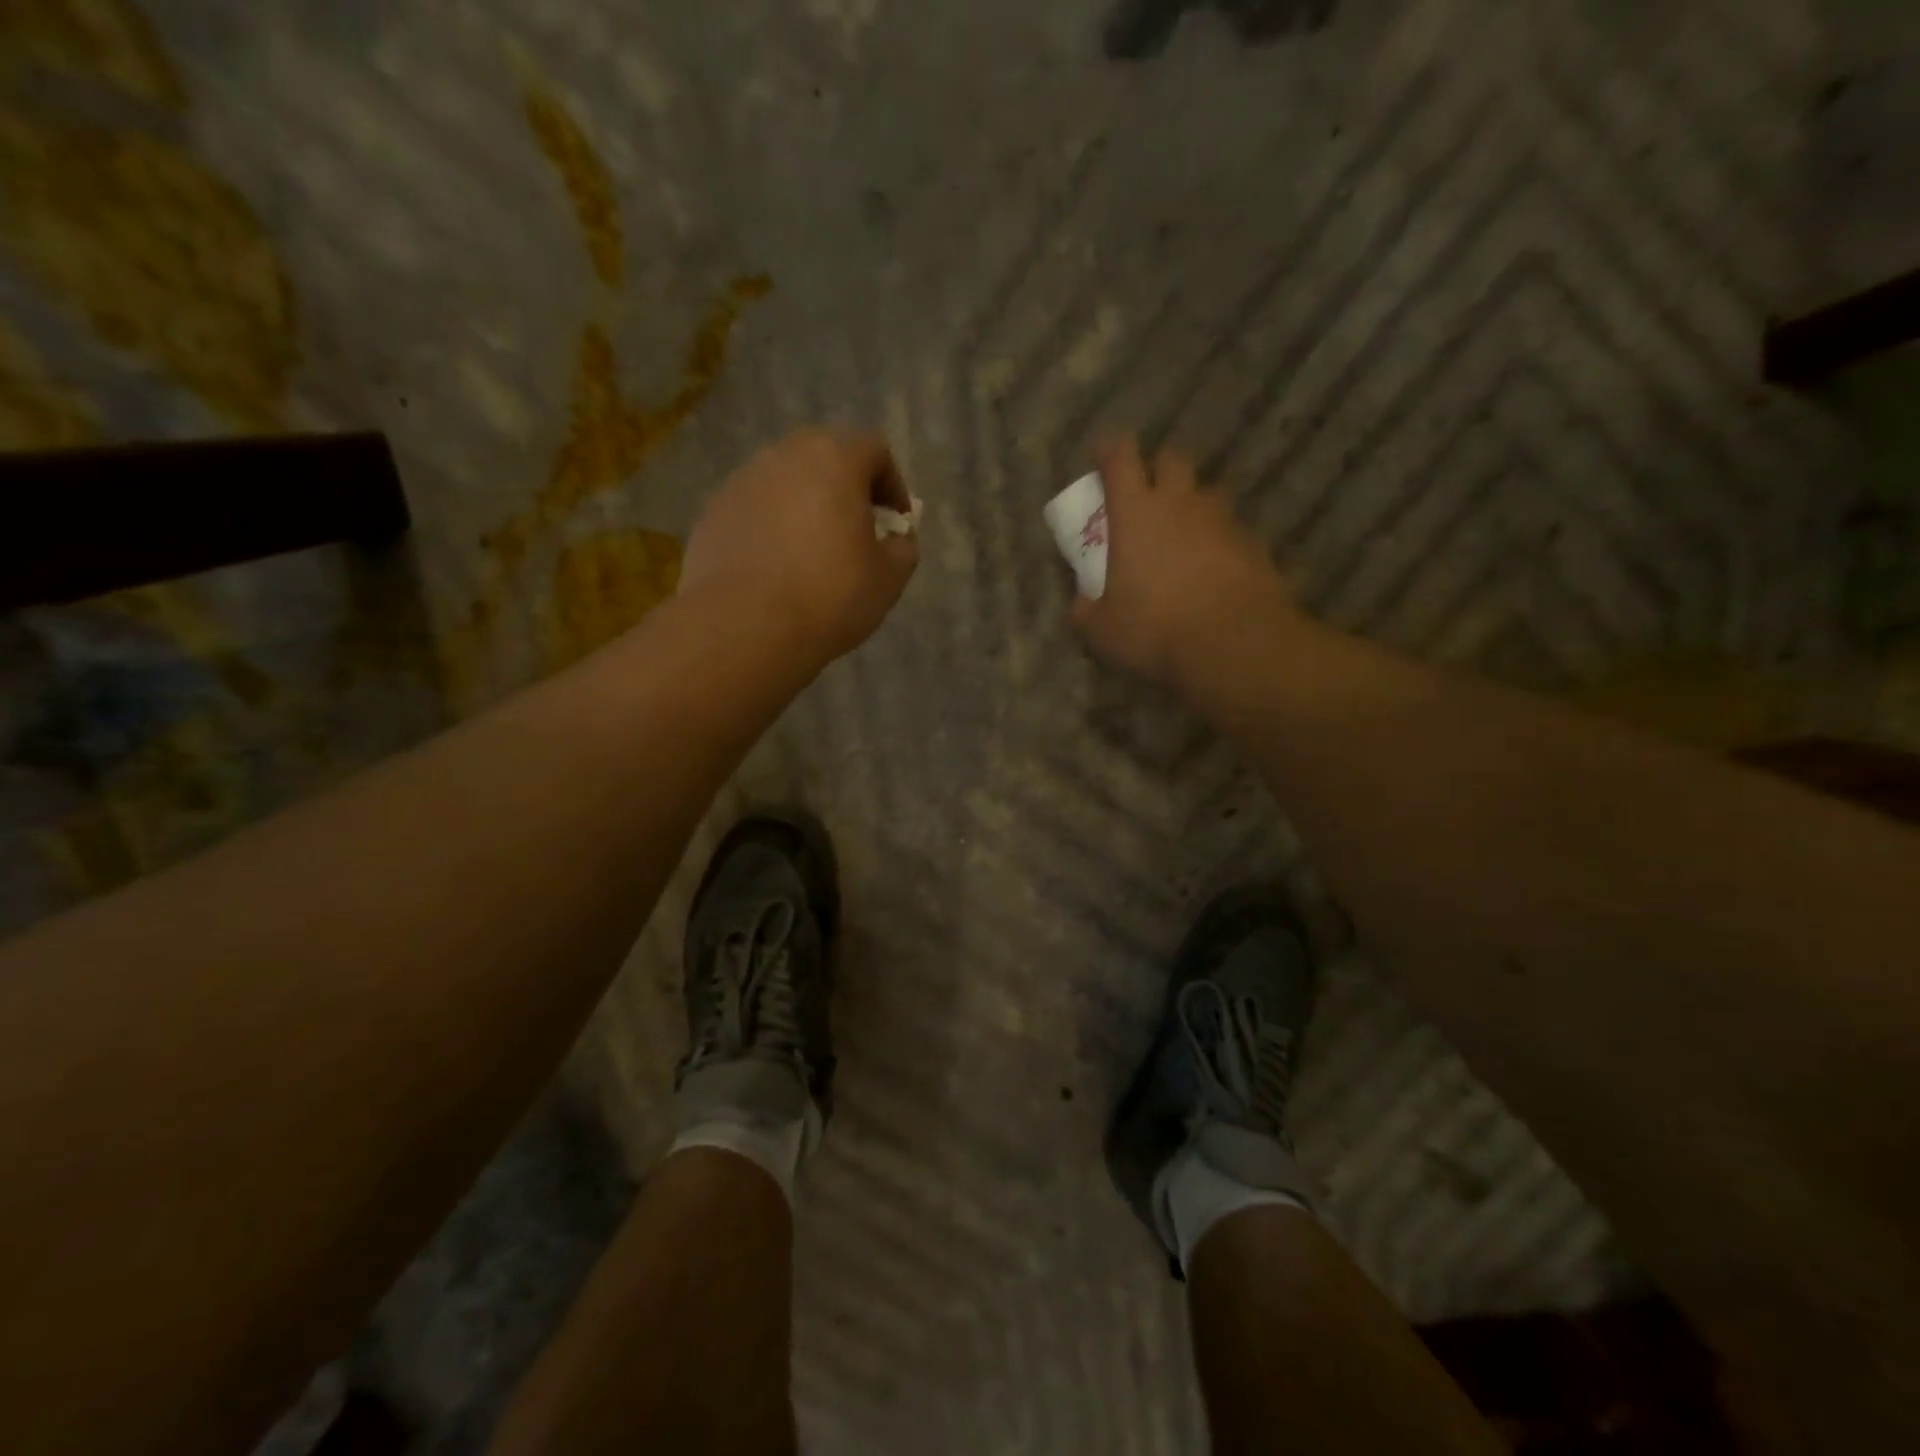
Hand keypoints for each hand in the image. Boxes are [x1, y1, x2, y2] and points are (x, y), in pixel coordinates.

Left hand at [681, 427, 918, 661]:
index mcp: (833, 459)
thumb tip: (895, 538)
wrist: (744, 627)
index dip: (892, 484)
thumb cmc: (829, 596)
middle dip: (846, 488)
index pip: (874, 449)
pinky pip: (755, 509)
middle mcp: (783, 456)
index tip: (895, 523)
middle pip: (825, 456)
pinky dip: (772, 526)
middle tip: (856, 530)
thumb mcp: (889, 578)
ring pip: (786, 481)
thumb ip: (902, 547)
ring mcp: (741, 481)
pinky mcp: (713, 512)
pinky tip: (777, 567)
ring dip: (806, 505)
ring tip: (813, 551)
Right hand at [1071, 435, 1294, 688]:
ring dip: (1190, 505)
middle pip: (1171, 459)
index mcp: (1135, 512)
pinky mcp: (1253, 544)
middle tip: (1145, 497)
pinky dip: (1217, 540)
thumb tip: (1081, 604)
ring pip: (1205, 493)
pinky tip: (1212, 570)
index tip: (1102, 456)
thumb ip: (1085, 610)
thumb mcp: (1101, 630)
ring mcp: (1221, 520)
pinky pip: (1230, 529)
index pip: (1120, 456)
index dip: (1109, 449)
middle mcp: (1180, 503)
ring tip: (1181, 537)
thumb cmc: (1155, 629)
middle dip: (1156, 469)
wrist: (1235, 644)